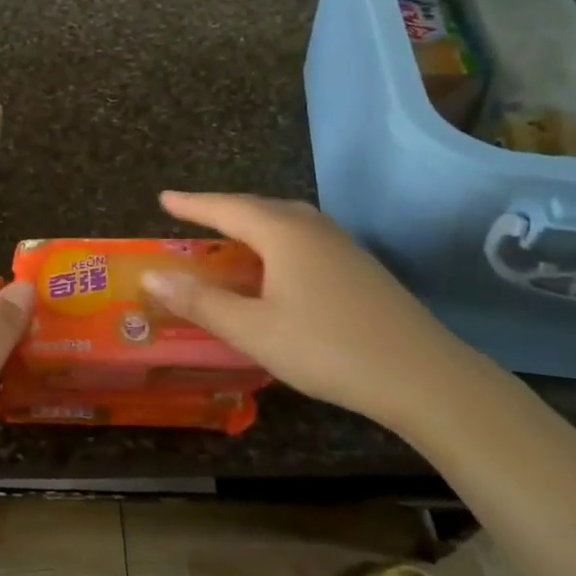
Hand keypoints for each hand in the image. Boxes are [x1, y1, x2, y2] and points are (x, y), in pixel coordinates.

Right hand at [141, 192, 477, 431]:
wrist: (424, 377)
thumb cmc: (328, 348)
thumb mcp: (253, 330)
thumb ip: (200, 302)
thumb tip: (151, 275)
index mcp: (283, 233)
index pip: (226, 208)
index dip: (191, 204)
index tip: (163, 199)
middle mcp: (312, 228)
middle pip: (258, 207)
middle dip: (222, 209)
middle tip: (192, 215)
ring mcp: (342, 246)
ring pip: (286, 221)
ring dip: (252, 223)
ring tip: (230, 235)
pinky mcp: (360, 267)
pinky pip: (304, 238)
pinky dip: (276, 240)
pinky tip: (277, 265)